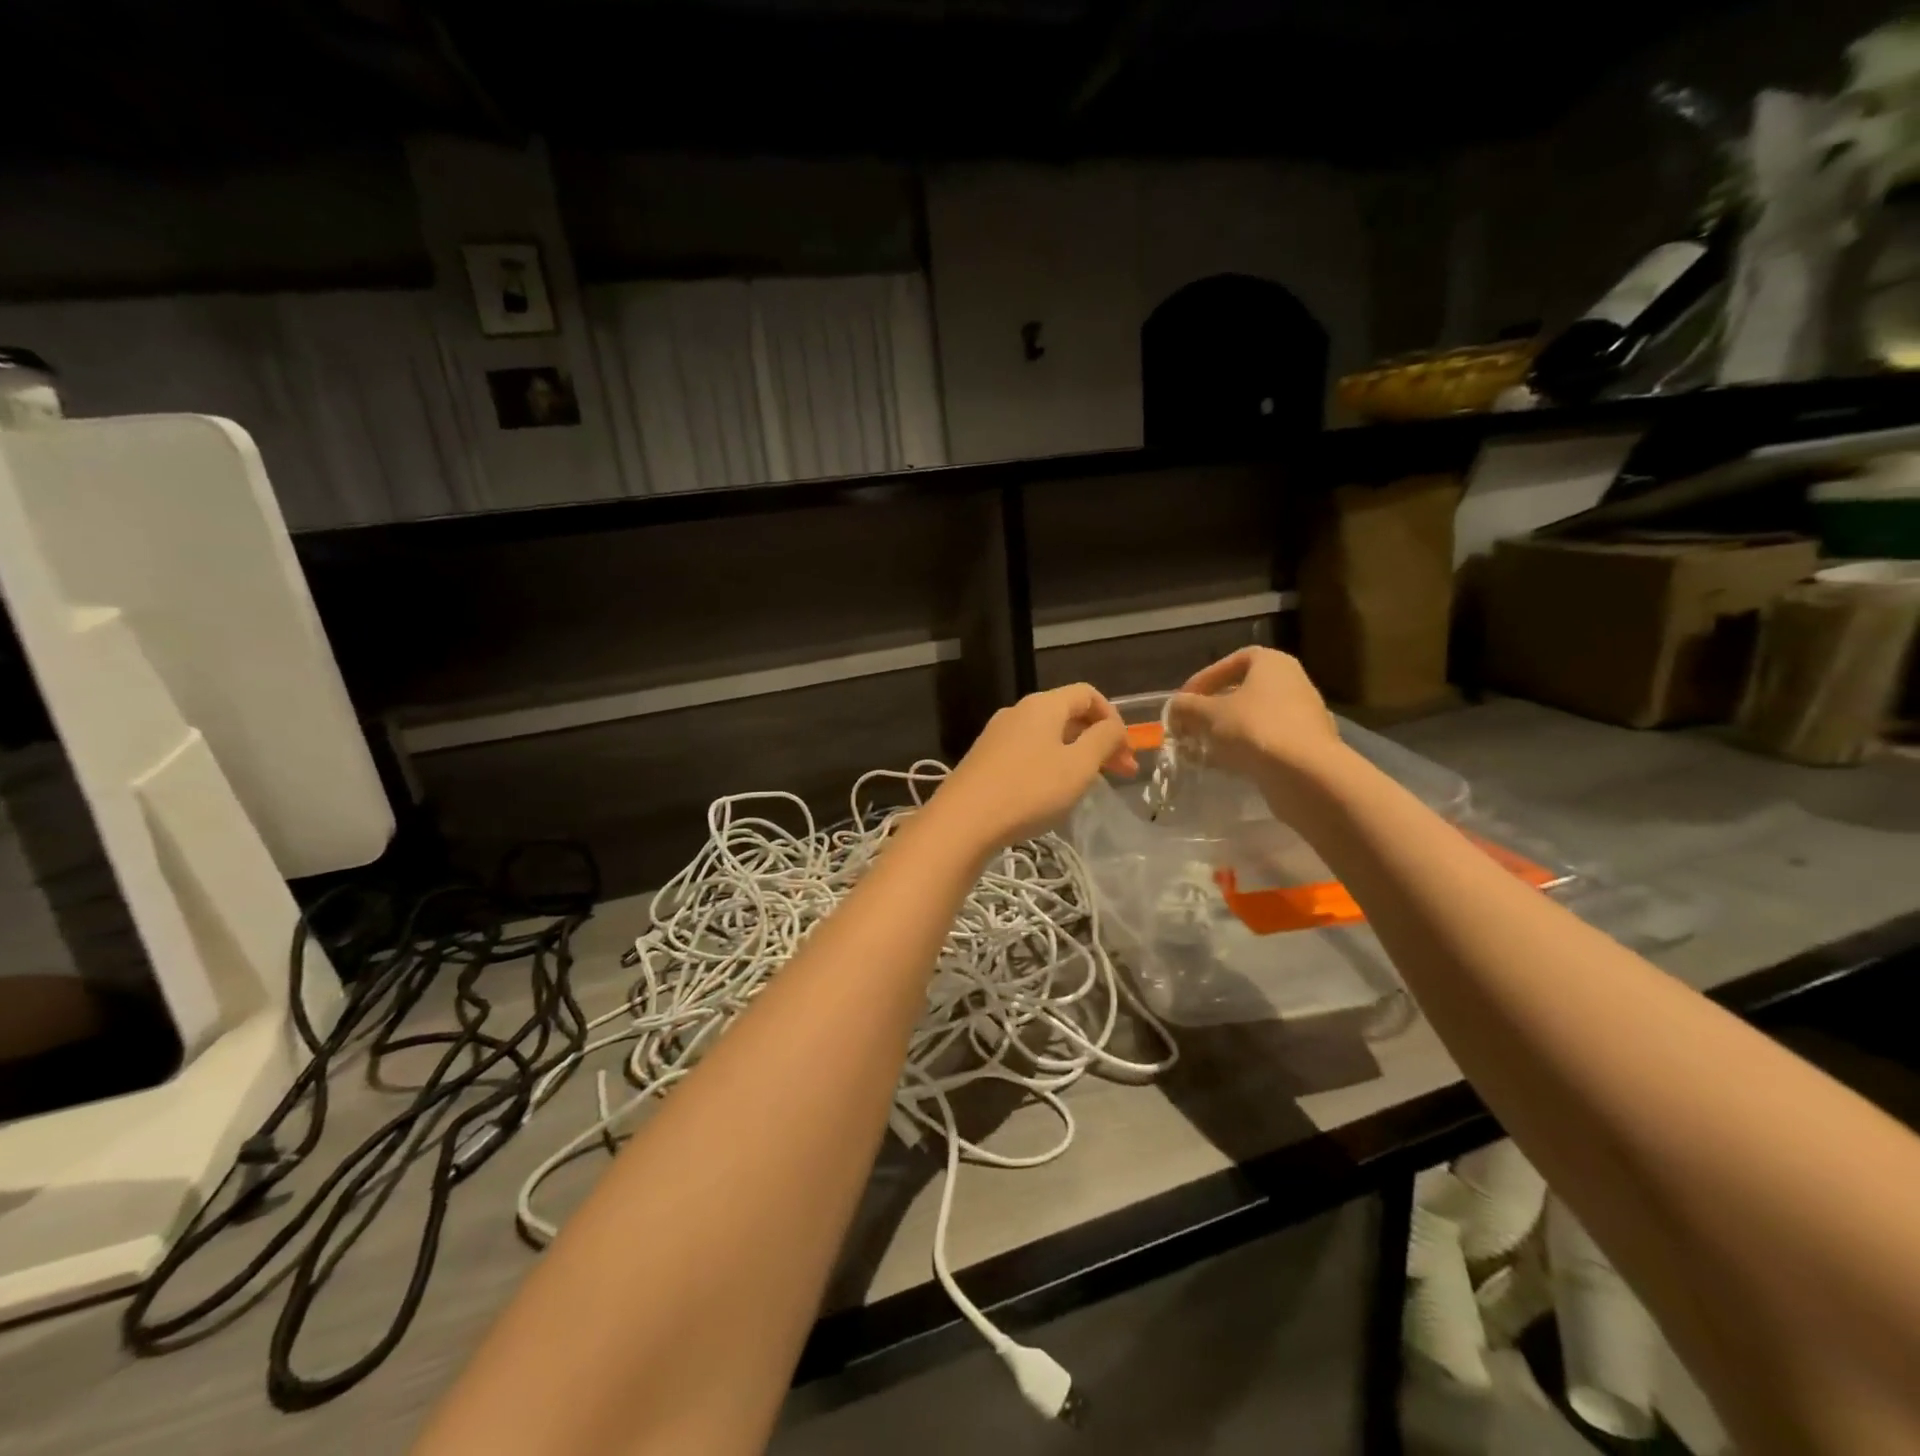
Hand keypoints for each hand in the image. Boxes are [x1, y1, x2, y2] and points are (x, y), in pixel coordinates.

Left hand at [933, 683, 1134, 848]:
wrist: (963, 821)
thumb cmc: (1029, 790)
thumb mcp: (1078, 766)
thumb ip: (1103, 740)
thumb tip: (1113, 728)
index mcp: (1043, 705)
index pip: (1087, 694)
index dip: (1113, 718)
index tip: (1126, 752)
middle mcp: (1018, 711)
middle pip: (1068, 714)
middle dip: (1098, 740)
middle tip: (1121, 773)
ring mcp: (997, 735)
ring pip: (1048, 736)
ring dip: (1075, 754)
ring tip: (1090, 784)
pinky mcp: (985, 759)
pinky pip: (1028, 752)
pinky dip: (1050, 764)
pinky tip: (1053, 793)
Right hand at [1166, 647, 1343, 781]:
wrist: (1305, 773)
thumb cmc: (1255, 728)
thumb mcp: (1208, 714)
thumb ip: (1186, 707)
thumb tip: (1174, 707)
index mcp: (1273, 663)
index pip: (1233, 661)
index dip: (1204, 678)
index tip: (1184, 700)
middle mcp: (1293, 683)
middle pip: (1244, 691)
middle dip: (1212, 709)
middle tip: (1189, 725)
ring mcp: (1302, 716)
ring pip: (1253, 718)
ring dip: (1225, 731)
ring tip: (1200, 748)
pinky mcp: (1305, 746)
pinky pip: (1266, 741)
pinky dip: (1242, 750)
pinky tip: (1222, 765)